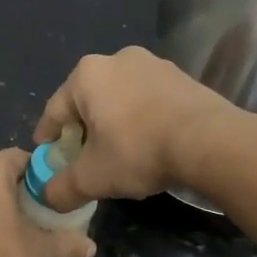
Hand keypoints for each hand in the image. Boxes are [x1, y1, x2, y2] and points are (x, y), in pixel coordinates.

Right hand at [34, 47, 243, 208]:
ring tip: (116, 153)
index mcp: (86, 75)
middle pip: (87, 102)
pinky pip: (147, 100)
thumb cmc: (138, 151)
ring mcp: (153, 64)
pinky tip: (146, 144)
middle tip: (81, 157)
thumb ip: (61, 188)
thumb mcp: (92, 178)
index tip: (45, 156)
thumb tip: (46, 197)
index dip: (47, 138)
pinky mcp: (181, 77)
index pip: (55, 111)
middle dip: (82, 130)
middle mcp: (116, 59)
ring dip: (112, 123)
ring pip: (119, 99)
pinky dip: (139, 120)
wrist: (210, 142)